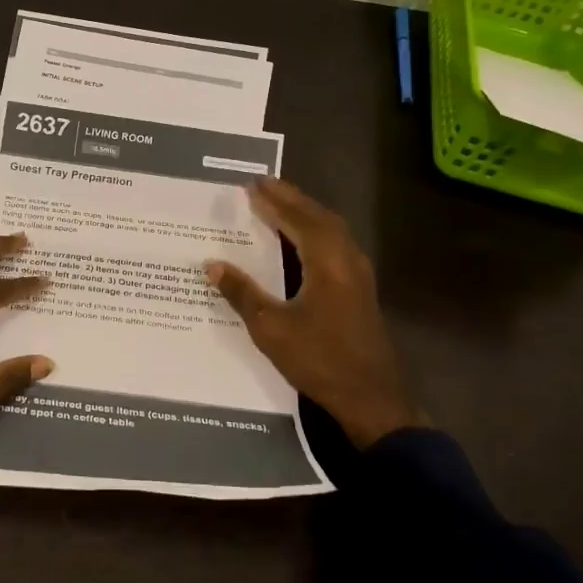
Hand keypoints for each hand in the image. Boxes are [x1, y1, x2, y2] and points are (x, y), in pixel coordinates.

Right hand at [205, 178, 425, 448]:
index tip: (252, 185)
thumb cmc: (319, 359)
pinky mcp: (360, 290)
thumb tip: (212, 265)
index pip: (299, 219)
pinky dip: (316, 232)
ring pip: (332, 230)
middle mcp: (347, 260)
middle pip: (319, 218)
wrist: (370, 397)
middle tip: (264, 186)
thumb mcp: (271, 328)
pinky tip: (301, 241)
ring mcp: (359, 275)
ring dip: (305, 214)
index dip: (275, 201)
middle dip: (291, 200)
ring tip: (279, 205)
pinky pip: (336, 245)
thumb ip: (242, 293)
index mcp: (327, 263)